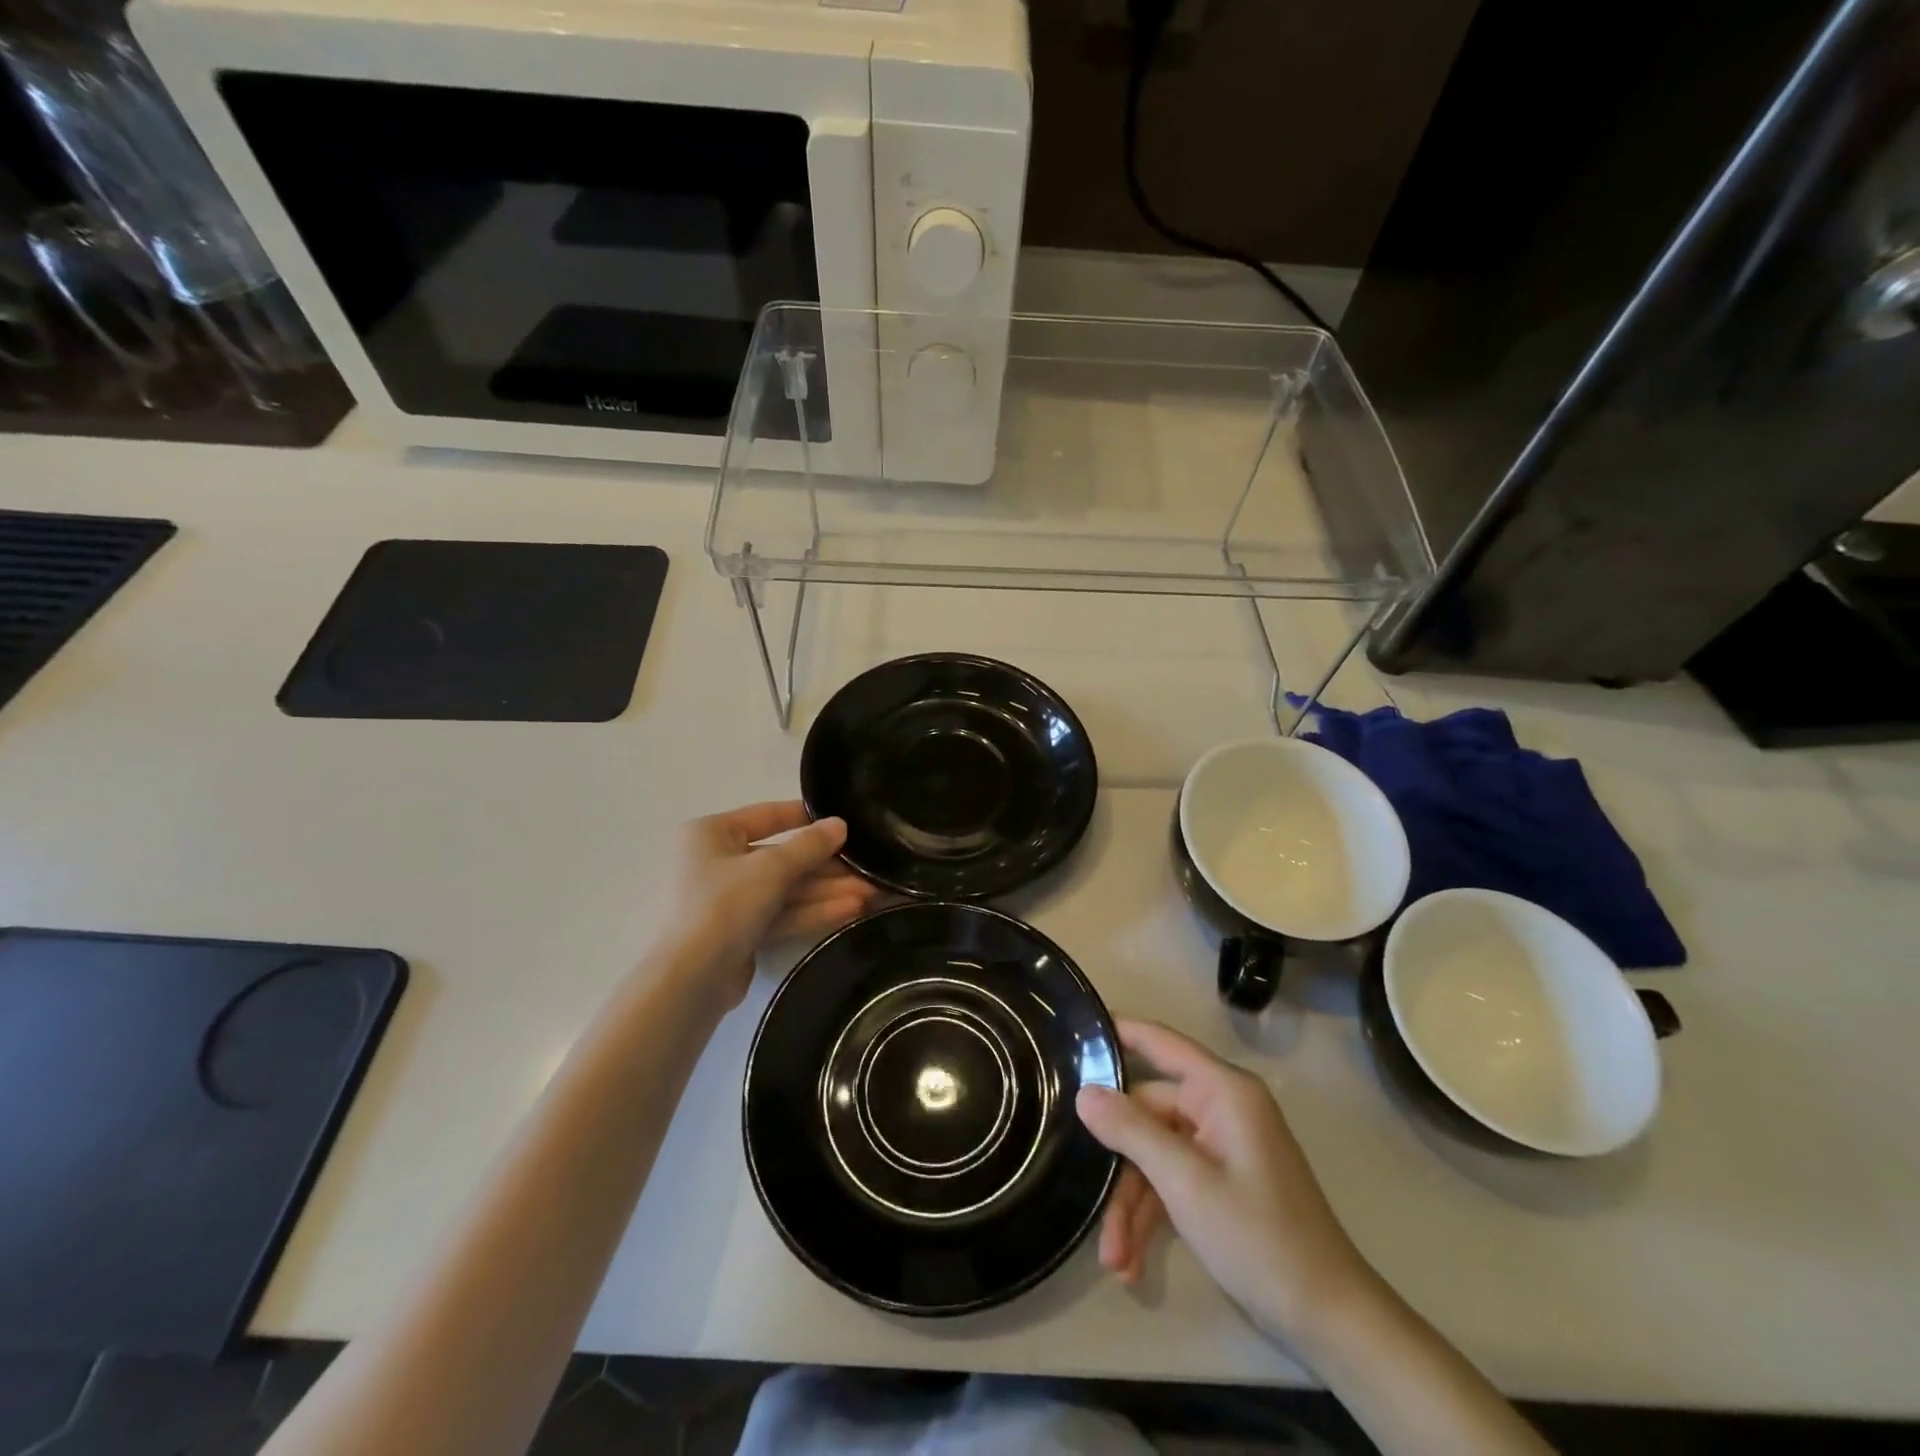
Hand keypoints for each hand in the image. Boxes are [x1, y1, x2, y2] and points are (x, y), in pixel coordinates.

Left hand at [664, 801, 877, 1008]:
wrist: (688, 981)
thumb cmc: (722, 905)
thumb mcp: (771, 868)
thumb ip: (809, 845)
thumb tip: (840, 824)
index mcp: (712, 833)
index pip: (768, 815)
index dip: (808, 819)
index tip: (845, 823)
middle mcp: (717, 861)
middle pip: (781, 858)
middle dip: (825, 867)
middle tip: (867, 871)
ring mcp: (728, 900)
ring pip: (784, 889)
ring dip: (825, 891)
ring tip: (868, 894)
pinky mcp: (739, 932)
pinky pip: (780, 914)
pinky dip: (811, 912)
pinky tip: (849, 911)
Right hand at [1076, 1020, 1371, 1345]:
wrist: (1331, 1322)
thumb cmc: (1261, 1239)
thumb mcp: (1186, 1184)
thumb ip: (1132, 1131)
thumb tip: (1085, 1092)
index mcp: (1222, 1091)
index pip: (1160, 1043)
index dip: (1117, 1031)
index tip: (1073, 1028)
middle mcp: (1220, 1108)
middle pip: (1147, 1115)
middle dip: (1118, 1167)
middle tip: (1089, 1207)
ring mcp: (1220, 1146)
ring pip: (1154, 1155)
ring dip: (1131, 1205)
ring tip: (1114, 1259)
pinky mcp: (1220, 1181)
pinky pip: (1172, 1181)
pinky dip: (1151, 1217)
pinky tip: (1131, 1263)